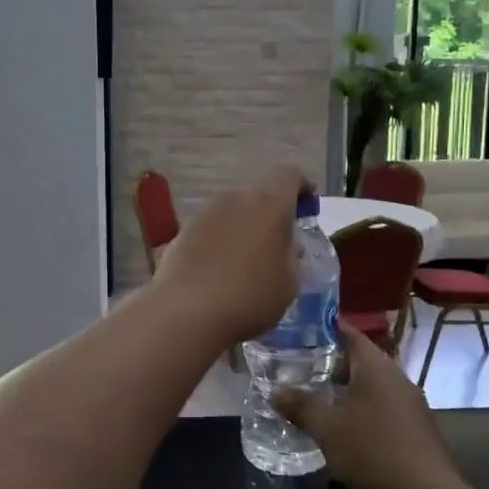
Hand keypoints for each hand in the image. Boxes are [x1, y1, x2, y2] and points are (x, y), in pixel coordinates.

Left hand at [152, 167, 308, 343]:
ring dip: (241, 230)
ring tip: (244, 264)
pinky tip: (217, 273)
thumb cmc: (250, 298)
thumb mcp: (288, 283)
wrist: (186, 313)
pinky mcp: (181, 232)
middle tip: (276, 245)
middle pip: (257, 197)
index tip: (308, 206)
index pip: (288, 175)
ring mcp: (204, 213)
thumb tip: (288, 245)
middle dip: (269, 216)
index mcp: (269, 204)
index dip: (301, 186)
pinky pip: (209, 231)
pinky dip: (218, 244)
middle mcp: (234, 199)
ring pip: (231, 213)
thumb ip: (292, 256)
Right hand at [273, 322, 456, 488]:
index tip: (298, 328)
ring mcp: (410, 402)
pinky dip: (360, 406)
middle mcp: (396, 376)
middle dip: (329, 361)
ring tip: (315, 394)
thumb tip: (275, 391)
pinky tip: (343, 424)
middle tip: (297, 365)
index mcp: (376, 366)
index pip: (348, 332)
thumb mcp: (326, 428)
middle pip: (359, 358)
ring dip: (345, 387)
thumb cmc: (373, 451)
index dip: (323, 328)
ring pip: (371, 384)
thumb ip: (300, 406)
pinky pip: (381, 404)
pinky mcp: (415, 426)